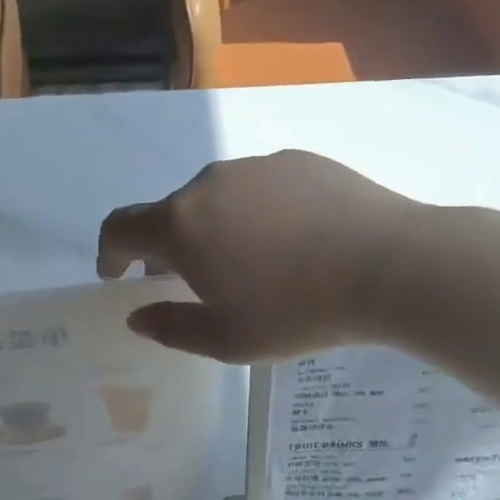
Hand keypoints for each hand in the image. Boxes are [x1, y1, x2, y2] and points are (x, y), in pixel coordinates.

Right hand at [97, 151, 423, 361]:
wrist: (390, 266)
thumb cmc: (297, 311)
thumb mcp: (227, 340)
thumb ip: (171, 328)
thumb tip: (137, 316)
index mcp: (181, 224)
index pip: (121, 227)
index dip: (110, 253)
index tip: (118, 275)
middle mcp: (208, 183)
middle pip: (171, 213)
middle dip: (170, 247)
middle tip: (195, 283)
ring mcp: (255, 166)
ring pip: (217, 198)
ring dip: (215, 228)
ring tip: (253, 265)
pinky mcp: (297, 160)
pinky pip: (259, 188)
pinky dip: (257, 213)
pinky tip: (293, 242)